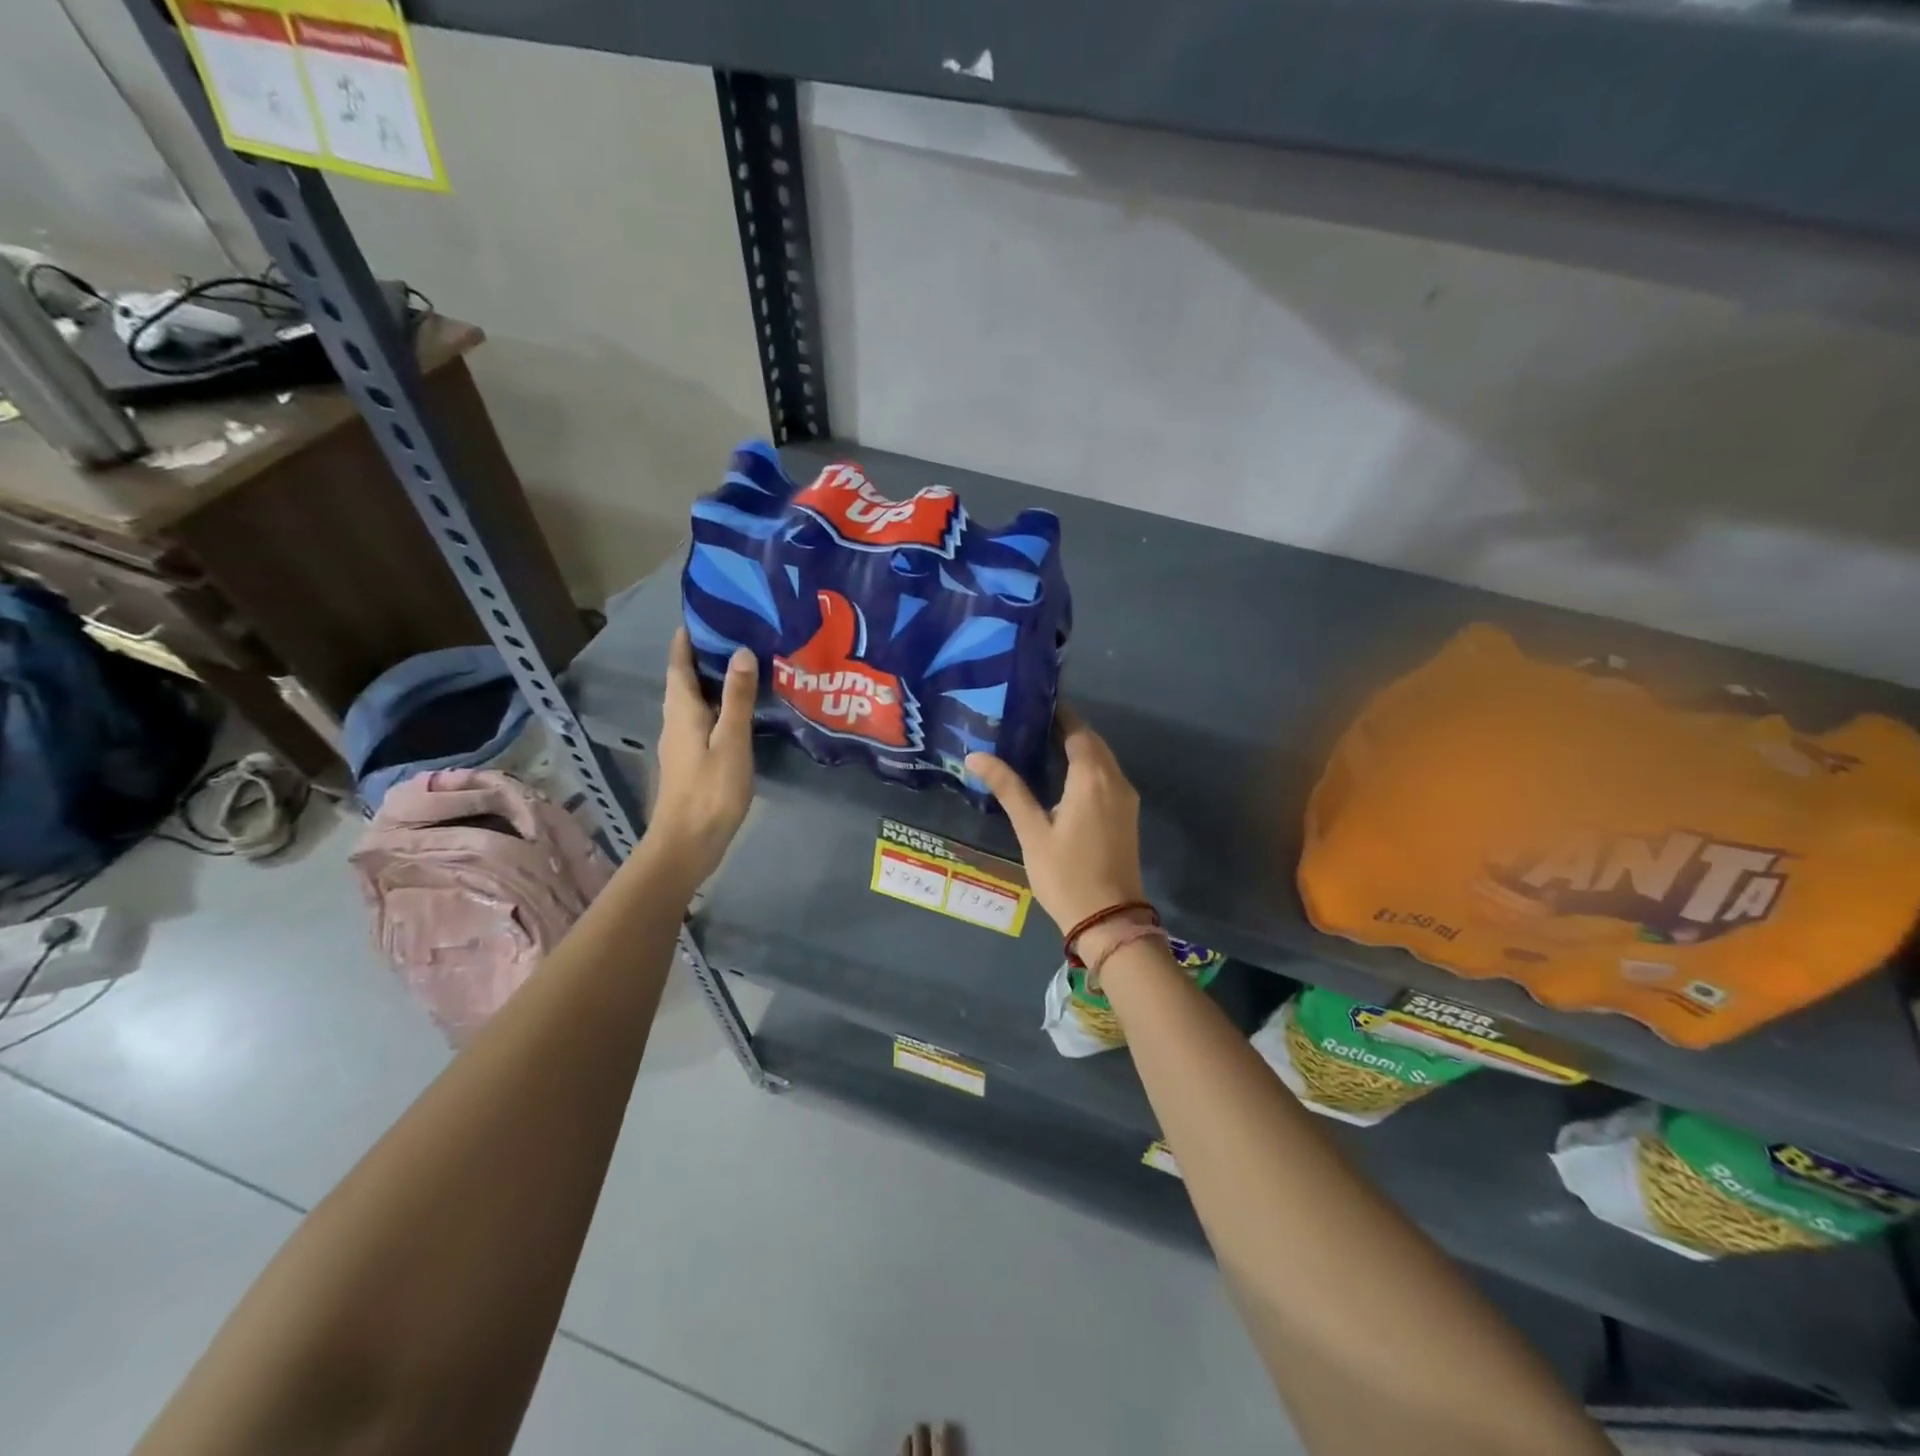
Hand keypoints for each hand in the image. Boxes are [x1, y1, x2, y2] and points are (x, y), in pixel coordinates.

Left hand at [646, 629, 756, 884]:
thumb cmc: (710, 790)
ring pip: (694, 701)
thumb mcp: (731, 741)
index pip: (679, 664)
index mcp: (681, 711)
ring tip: (744, 666)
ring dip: (712, 681)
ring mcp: (681, 743)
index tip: (705, 614)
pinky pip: (703, 720)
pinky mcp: (691, 761)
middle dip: (703, 656)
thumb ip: (737, 698)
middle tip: (736, 634)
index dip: (687, 639)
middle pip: (685, 680)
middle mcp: (676, 721)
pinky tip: (741, 711)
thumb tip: (741, 652)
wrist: (688, 843)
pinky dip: (719, 706)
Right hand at [966, 706, 1146, 945]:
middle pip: (1092, 742)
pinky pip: (1107, 777)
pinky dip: (1087, 767)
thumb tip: (976, 755)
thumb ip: (1008, 788)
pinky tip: (1061, 777)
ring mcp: (1125, 798)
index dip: (1057, 714)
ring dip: (1078, 748)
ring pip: (1102, 759)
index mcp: (1092, 777)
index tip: (1031, 704)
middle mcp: (1115, 780)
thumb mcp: (1032, 831)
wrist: (1109, 919)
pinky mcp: (1127, 815)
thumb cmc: (1066, 874)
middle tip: (1028, 724)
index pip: (1077, 730)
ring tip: (1039, 746)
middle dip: (1066, 729)